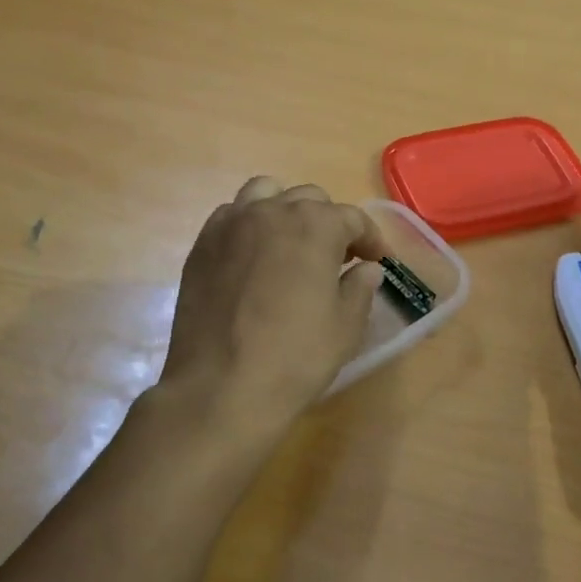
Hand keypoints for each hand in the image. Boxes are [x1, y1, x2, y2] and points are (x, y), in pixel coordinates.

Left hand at [158, 177, 385, 442]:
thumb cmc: (295, 357)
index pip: (353, 218)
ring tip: (292, 245)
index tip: (377, 261)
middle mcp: (272, 211)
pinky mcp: (203, 244)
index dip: (370, 239)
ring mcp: (232, 224)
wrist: (220, 387)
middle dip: (330, 223)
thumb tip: (367, 269)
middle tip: (337, 258)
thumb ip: (360, 288)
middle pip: (309, 199)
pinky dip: (250, 225)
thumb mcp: (345, 326)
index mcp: (315, 226)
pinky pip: (232, 216)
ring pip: (266, 194)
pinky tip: (255, 257)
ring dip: (286, 212)